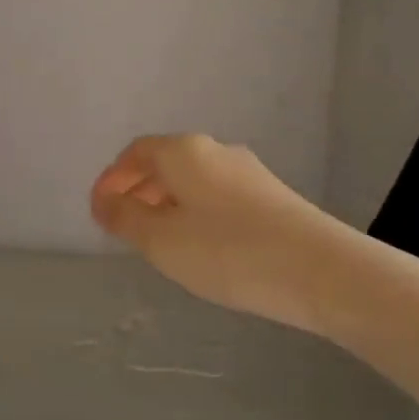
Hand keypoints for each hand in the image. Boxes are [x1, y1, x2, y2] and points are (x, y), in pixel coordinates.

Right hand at [91, 134, 355, 335]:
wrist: (320, 270)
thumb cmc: (228, 251)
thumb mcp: (162, 240)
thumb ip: (125, 217)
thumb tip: (104, 201)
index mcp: (183, 151)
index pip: (134, 153)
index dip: (111, 179)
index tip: (98, 211)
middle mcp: (214, 149)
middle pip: (164, 163)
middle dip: (137, 191)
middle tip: (122, 228)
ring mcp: (246, 171)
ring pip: (192, 180)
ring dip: (166, 203)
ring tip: (157, 241)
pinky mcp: (270, 195)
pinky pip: (216, 195)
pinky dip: (195, 212)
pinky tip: (200, 246)